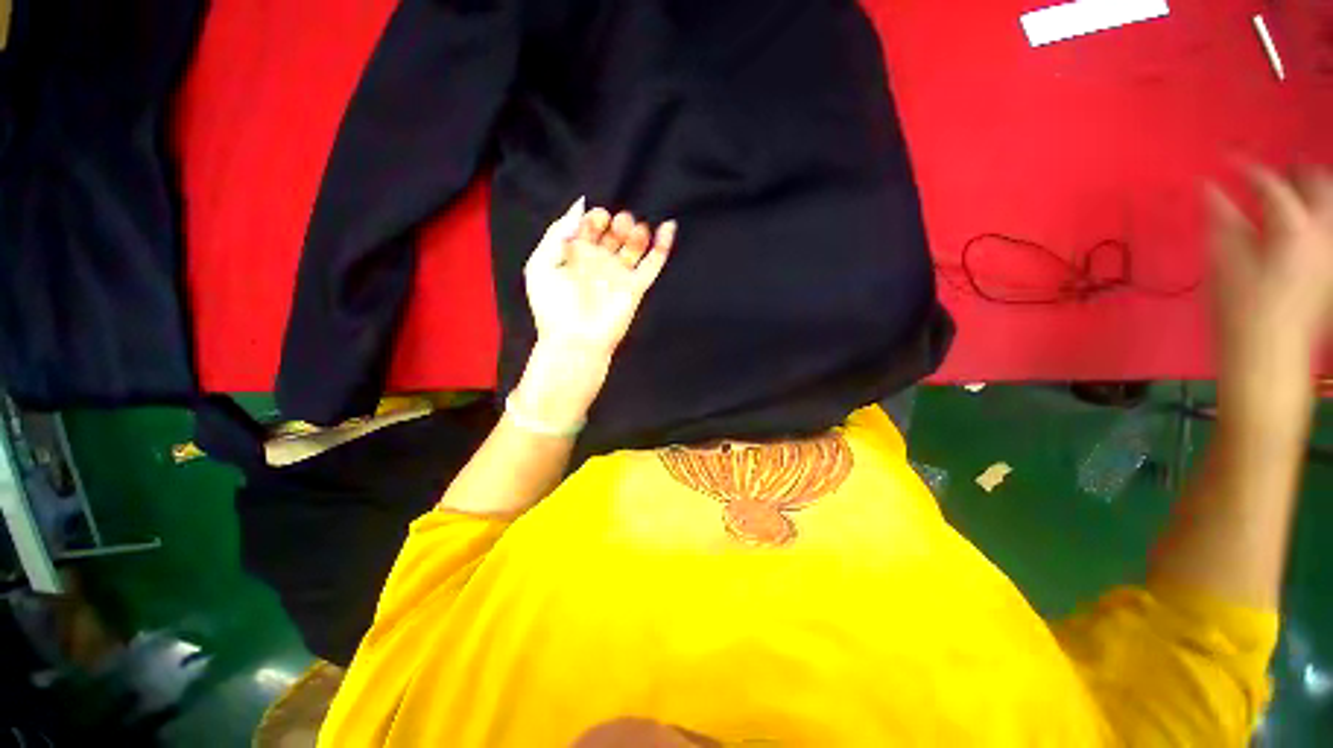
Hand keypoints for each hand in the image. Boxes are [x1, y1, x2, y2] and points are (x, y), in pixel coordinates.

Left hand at [526, 198, 676, 357]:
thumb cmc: (553, 307)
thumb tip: (578, 207)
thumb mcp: (540, 265)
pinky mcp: (636, 287)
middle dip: (617, 222)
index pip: (589, 227)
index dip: (594, 218)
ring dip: (636, 231)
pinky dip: (663, 245)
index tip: (596, 220)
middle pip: (613, 233)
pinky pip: (653, 263)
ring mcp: (619, 274)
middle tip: (616, 224)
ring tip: (632, 229)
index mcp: (575, 256)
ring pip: (634, 245)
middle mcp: (599, 263)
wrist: (575, 340)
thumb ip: (557, 234)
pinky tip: (668, 226)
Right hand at [1209, 167, 1332, 425]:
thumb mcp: (1223, 263)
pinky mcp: (1331, 269)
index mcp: (1293, 227)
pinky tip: (1299, 222)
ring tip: (1289, 190)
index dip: (1246, 167)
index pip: (1270, 182)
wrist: (1269, 358)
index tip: (1225, 158)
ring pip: (1329, 204)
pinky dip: (1315, 216)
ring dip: (1310, 192)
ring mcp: (1331, 251)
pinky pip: (1328, 229)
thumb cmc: (1240, 311)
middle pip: (1318, 184)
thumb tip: (1208, 186)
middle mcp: (1323, 231)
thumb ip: (1220, 219)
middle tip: (1272, 169)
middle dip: (1295, 172)